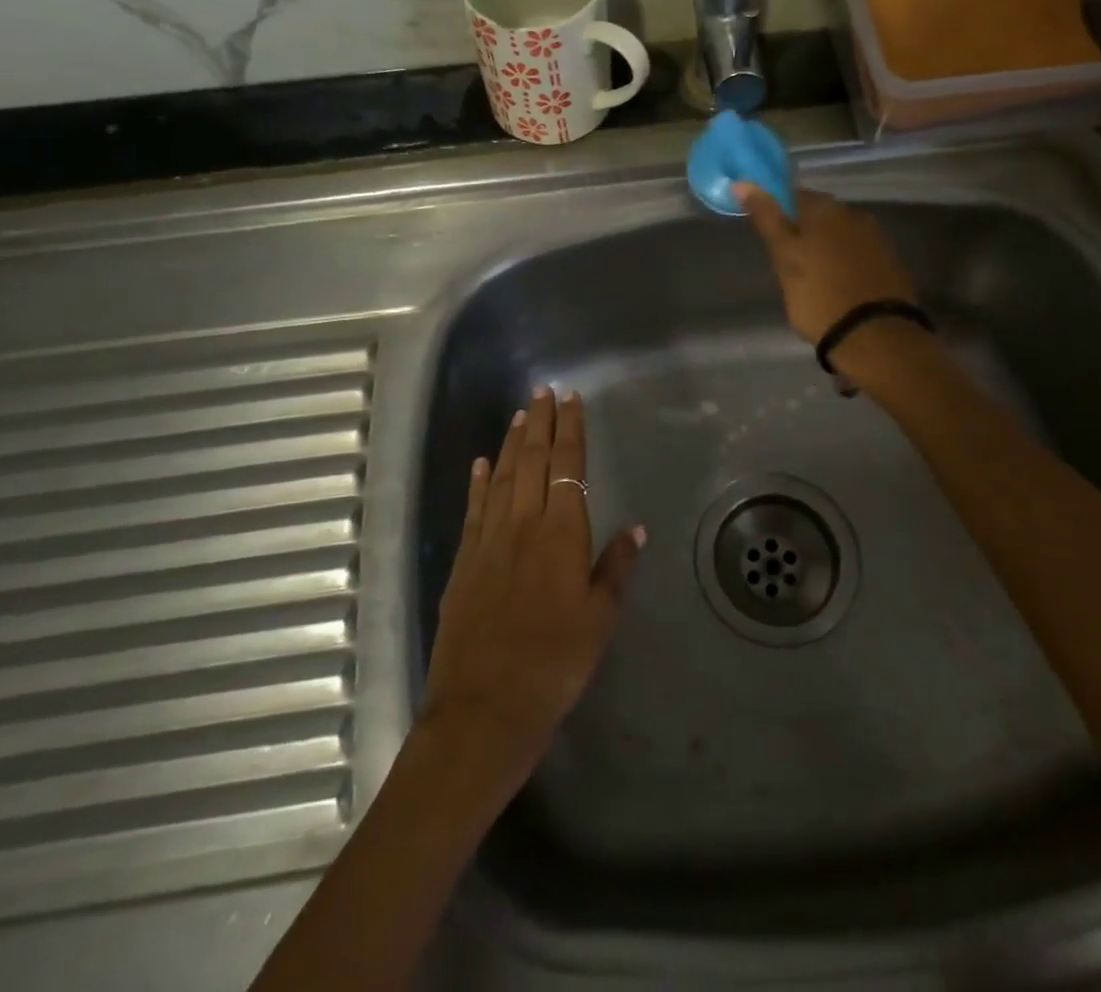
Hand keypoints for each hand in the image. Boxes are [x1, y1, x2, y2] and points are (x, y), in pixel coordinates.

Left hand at [422, 388, 643, 791]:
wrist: (485, 708)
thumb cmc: (555, 664)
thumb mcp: (600, 619)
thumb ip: (616, 567)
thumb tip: (636, 527)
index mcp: (562, 533)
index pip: (568, 465)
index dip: (571, 429)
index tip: (572, 399)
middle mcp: (523, 523)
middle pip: (533, 460)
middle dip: (541, 422)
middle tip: (545, 391)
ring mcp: (489, 540)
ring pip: (503, 476)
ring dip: (513, 442)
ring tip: (521, 414)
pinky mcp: (464, 560)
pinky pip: (474, 508)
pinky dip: (479, 481)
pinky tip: (483, 463)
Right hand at [735, 185, 917, 344]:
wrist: (874, 336)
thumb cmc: (817, 295)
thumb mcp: (784, 257)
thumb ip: (766, 218)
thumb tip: (743, 182)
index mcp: (825, 209)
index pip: (794, 196)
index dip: (779, 214)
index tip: (771, 238)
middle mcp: (855, 214)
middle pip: (821, 216)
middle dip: (805, 232)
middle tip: (790, 263)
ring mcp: (877, 239)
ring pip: (842, 235)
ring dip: (828, 249)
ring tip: (814, 279)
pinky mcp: (892, 264)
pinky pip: (860, 255)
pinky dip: (847, 265)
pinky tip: (840, 286)